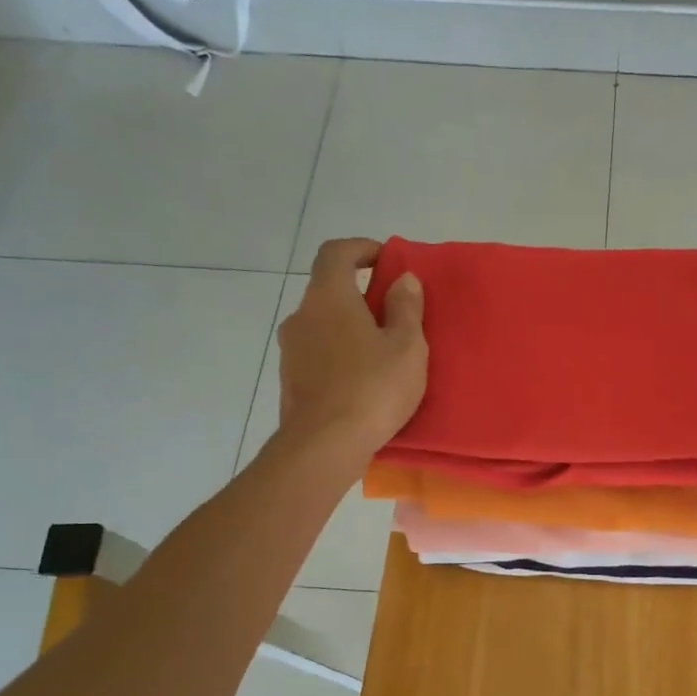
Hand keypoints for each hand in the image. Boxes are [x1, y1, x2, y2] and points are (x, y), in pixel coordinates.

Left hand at [275, 238, 425, 469]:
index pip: (335, 253)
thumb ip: (406, 308)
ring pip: (323, 326)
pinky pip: (318, 356)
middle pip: (328, 291)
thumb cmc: (372, 388)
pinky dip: (338, 357)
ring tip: (380, 355)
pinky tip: (362, 383)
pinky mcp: (290, 382)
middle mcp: (301, 316)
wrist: (324, 446)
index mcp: (329, 298)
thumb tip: (403, 280)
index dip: (361, 249)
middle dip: (360, 296)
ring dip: (349, 330)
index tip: (386, 260)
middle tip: (393, 316)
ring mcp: (290, 351)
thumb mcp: (406, 347)